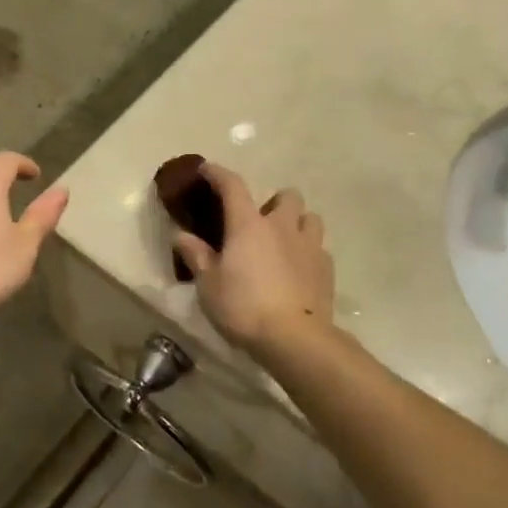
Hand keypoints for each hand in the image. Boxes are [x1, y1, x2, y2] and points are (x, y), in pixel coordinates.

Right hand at [174, 163, 334, 356]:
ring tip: (284, 242)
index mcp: (248, 225)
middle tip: (259, 222)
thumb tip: (180, 235)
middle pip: (287, 196)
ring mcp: (309, 246)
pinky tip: (298, 270)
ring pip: (310, 218)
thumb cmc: (243, 307)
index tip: (207, 169)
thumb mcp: (208, 285)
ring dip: (297, 223)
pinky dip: (308, 252)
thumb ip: (196, 256)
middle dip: (274, 202)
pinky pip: (319, 248)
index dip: (218, 173)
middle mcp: (282, 227)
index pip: (233, 186)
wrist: (294, 338)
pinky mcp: (327, 269)